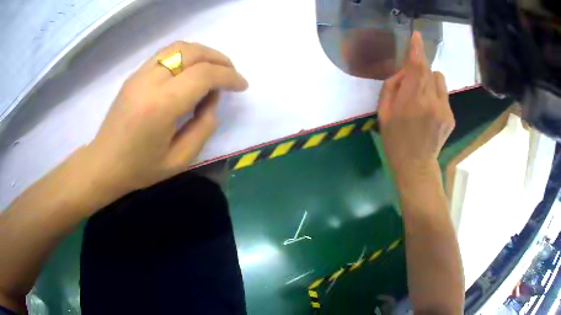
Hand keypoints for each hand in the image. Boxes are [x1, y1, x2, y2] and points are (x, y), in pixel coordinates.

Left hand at [85, 41, 247, 194]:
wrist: (104, 164)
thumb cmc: (140, 169)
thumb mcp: (180, 159)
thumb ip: (204, 126)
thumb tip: (212, 98)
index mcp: (161, 105)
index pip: (204, 75)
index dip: (229, 76)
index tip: (242, 86)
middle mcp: (150, 81)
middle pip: (193, 53)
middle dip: (219, 59)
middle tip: (232, 74)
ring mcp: (139, 74)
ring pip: (179, 47)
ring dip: (203, 52)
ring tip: (215, 67)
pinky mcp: (134, 75)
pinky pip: (165, 53)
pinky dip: (186, 54)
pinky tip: (192, 67)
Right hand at [378, 32, 454, 177]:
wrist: (416, 165)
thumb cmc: (395, 140)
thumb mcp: (383, 113)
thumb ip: (391, 87)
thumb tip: (403, 73)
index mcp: (411, 101)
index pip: (416, 67)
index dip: (416, 49)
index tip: (416, 35)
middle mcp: (431, 102)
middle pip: (429, 70)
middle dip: (420, 68)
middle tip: (412, 83)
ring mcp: (444, 109)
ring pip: (439, 79)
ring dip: (430, 81)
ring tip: (423, 98)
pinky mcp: (451, 116)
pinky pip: (443, 94)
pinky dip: (436, 95)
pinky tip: (430, 112)